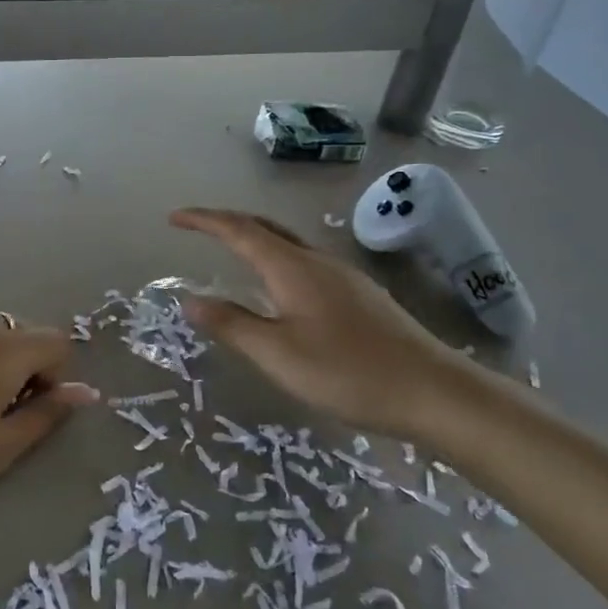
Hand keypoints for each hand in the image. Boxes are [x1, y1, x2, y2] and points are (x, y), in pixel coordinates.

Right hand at [171, 207, 478, 442]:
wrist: (433, 391)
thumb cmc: (347, 372)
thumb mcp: (277, 354)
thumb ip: (231, 325)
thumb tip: (190, 299)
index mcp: (293, 268)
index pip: (239, 231)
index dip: (204, 220)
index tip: (174, 218)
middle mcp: (318, 261)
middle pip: (266, 228)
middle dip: (228, 223)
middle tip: (198, 228)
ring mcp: (344, 276)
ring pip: (289, 245)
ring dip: (255, 241)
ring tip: (231, 255)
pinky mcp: (360, 296)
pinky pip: (306, 264)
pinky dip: (277, 261)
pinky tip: (280, 290)